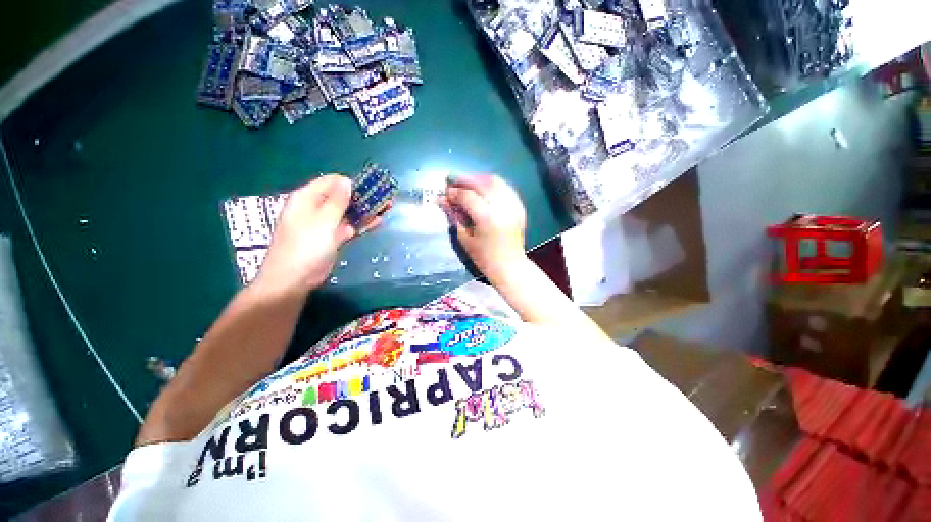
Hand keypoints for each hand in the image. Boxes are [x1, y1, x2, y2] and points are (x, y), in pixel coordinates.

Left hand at [254, 175, 382, 295]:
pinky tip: (378, 221)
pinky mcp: (333, 238)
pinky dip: (363, 224)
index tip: (371, 186)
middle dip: (363, 196)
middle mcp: (316, 208)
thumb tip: (347, 181)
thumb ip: (337, 201)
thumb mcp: (323, 220)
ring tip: (387, 207)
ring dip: (366, 210)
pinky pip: (350, 226)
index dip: (351, 182)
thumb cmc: (306, 246)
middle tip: (385, 197)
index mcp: (307, 198)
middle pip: (342, 197)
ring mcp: (325, 224)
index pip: (331, 182)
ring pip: (348, 212)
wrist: (295, 278)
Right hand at [439, 174, 527, 280]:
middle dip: (465, 180)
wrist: (510, 266)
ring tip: (467, 182)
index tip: (445, 192)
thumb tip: (443, 200)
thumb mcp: (465, 238)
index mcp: (487, 217)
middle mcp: (502, 207)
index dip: (455, 192)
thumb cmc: (484, 258)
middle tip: (453, 181)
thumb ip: (455, 216)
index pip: (468, 196)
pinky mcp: (519, 206)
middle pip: (482, 183)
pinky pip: (505, 187)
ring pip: (495, 181)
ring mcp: (513, 205)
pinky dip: (492, 184)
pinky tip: (483, 188)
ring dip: (479, 178)